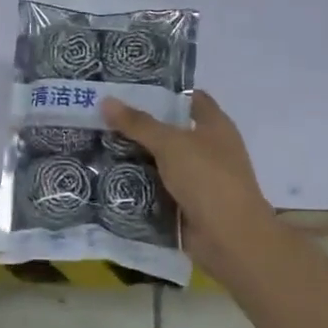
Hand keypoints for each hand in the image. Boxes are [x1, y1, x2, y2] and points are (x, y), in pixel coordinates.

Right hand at [101, 91, 279, 279]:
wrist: (230, 239)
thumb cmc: (208, 179)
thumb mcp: (170, 144)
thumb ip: (138, 123)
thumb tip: (106, 100)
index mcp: (215, 126)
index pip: (189, 97)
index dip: (163, 91)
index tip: (128, 88)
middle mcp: (208, 148)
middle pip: (170, 129)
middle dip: (139, 124)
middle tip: (103, 115)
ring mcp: (198, 178)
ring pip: (160, 159)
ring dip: (135, 155)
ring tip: (97, 142)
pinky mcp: (186, 203)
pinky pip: (157, 186)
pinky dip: (138, 182)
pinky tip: (109, 175)